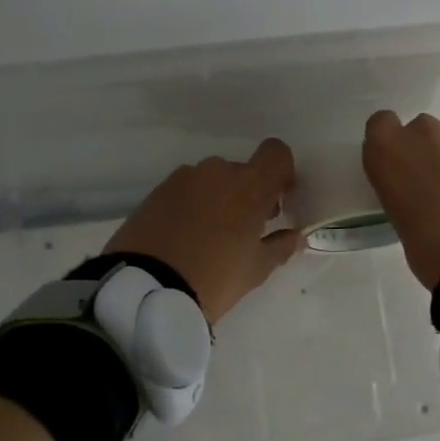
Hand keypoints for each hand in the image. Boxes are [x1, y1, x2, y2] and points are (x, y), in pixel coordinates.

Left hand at [104, 138, 302, 322]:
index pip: (276, 153)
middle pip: (242, 171)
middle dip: (247, 194)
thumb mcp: (256, 269)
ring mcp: (182, 179)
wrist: (145, 288)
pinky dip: (191, 206)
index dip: (282, 172)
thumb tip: (294, 235)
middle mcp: (216, 172)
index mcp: (248, 185)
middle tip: (244, 230)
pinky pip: (185, 192)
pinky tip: (184, 238)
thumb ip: (280, 246)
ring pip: (211, 181)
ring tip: (209, 237)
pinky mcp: (155, 192)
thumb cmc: (214, 278)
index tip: (277, 201)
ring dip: (217, 199)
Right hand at [362, 112, 439, 290]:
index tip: (399, 170)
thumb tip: (424, 207)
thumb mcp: (406, 232)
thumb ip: (409, 204)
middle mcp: (423, 133)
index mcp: (389, 153)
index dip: (391, 146)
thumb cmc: (436, 250)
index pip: (380, 126)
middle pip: (421, 132)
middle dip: (427, 153)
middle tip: (437, 189)